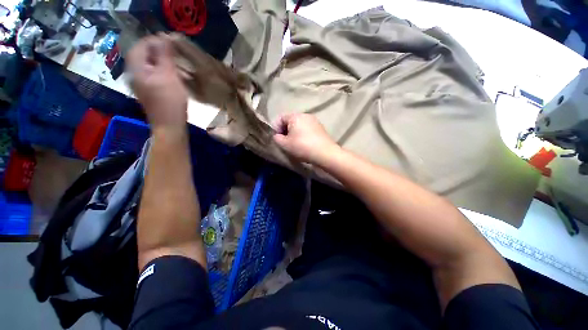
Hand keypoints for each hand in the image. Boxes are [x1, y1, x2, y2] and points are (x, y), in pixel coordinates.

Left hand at [127, 35, 187, 130]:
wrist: (169, 125)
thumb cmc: (170, 101)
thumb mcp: (169, 75)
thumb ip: (164, 55)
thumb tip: (164, 37)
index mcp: (136, 68)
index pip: (140, 45)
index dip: (155, 41)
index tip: (171, 42)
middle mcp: (134, 74)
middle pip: (143, 55)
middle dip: (158, 51)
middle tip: (174, 52)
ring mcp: (140, 84)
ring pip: (148, 65)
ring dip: (161, 61)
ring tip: (175, 63)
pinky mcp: (147, 91)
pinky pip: (152, 74)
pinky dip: (161, 71)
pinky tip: (172, 75)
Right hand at [273, 113, 338, 165]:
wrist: (325, 153)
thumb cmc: (303, 147)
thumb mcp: (285, 144)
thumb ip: (277, 138)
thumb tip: (277, 136)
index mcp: (295, 116)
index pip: (280, 118)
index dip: (276, 128)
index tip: (278, 139)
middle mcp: (305, 115)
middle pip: (290, 121)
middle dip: (285, 131)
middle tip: (286, 143)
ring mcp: (314, 121)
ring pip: (299, 126)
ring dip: (294, 134)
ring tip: (295, 145)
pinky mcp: (320, 128)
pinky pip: (307, 129)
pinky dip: (303, 135)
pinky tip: (305, 144)